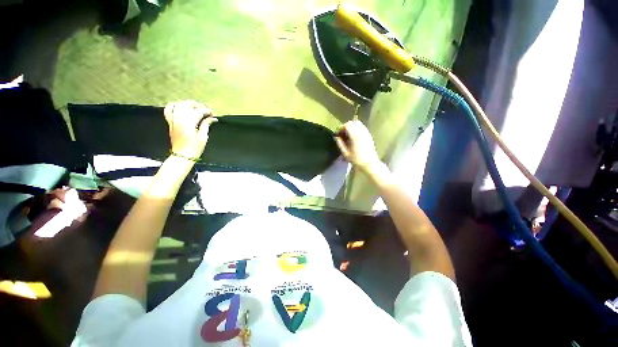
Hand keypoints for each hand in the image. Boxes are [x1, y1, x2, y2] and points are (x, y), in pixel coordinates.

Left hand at [164, 100, 216, 160]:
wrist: (182, 155)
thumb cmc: (194, 148)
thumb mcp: (203, 137)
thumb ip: (206, 125)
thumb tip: (212, 119)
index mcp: (189, 123)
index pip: (199, 111)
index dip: (207, 111)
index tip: (213, 114)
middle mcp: (179, 119)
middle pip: (188, 104)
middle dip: (198, 105)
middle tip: (206, 110)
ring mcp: (173, 120)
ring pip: (179, 105)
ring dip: (188, 104)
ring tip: (196, 108)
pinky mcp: (170, 122)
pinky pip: (168, 110)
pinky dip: (174, 106)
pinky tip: (180, 107)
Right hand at [335, 120, 382, 172]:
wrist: (370, 164)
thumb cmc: (357, 160)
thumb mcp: (346, 153)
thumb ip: (340, 144)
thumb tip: (336, 137)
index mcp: (355, 136)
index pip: (348, 125)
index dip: (341, 128)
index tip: (338, 134)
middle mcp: (361, 132)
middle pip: (353, 122)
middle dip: (347, 126)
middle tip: (343, 134)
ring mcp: (366, 133)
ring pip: (358, 124)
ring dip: (352, 127)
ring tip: (348, 136)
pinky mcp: (369, 136)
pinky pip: (362, 128)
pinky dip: (357, 130)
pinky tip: (354, 138)